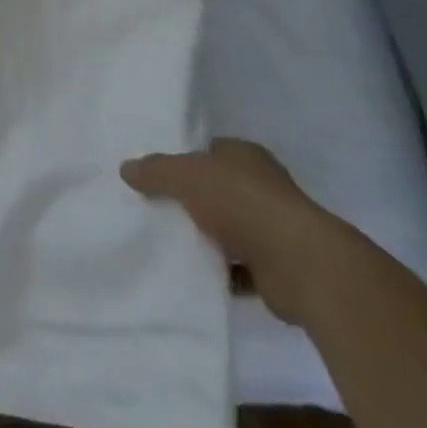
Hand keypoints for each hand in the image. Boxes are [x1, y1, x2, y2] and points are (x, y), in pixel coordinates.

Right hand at [121, 139, 339, 324]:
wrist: (301, 265)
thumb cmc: (242, 203)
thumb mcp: (186, 176)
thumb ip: (155, 170)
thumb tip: (126, 168)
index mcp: (246, 155)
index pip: (209, 151)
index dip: (184, 160)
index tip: (156, 175)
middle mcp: (263, 186)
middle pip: (218, 189)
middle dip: (193, 200)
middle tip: (156, 209)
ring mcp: (274, 227)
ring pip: (230, 228)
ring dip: (208, 238)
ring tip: (169, 244)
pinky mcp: (278, 267)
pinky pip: (240, 267)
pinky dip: (221, 272)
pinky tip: (195, 277)